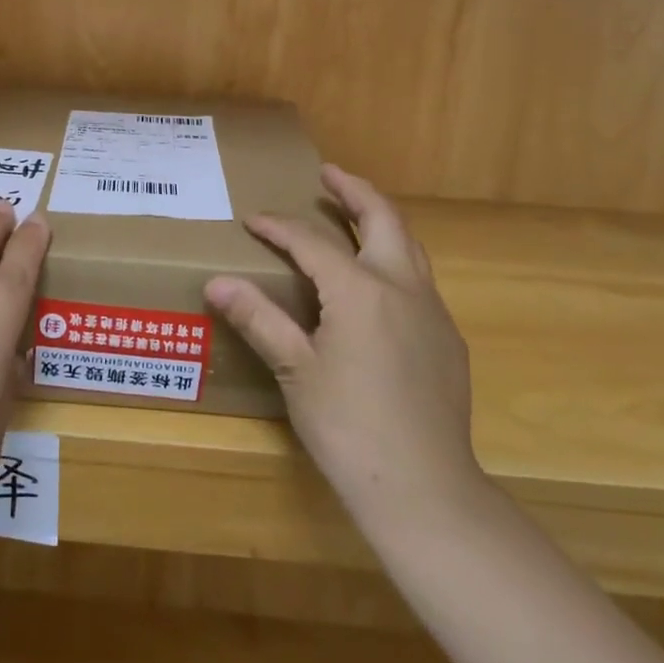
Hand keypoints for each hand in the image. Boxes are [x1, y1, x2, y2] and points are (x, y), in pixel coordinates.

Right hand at [206, 166, 486, 551]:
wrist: (424, 488)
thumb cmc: (349, 426)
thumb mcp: (295, 369)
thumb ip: (259, 318)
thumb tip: (216, 281)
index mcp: (361, 290)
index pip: (312, 242)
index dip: (279, 226)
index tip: (252, 219)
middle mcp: (402, 287)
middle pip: (383, 218)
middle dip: (354, 190)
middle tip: (329, 173)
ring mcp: (432, 312)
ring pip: (409, 246)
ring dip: (380, 220)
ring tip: (353, 213)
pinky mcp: (447, 339)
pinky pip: (418, 280)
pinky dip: (394, 259)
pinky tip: (377, 285)